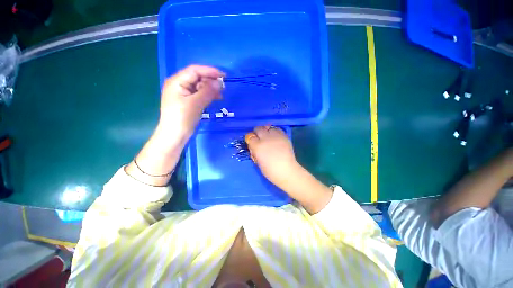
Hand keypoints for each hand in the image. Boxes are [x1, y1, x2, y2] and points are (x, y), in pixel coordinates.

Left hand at [158, 65, 224, 137]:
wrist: (174, 135)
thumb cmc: (182, 118)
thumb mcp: (196, 103)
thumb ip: (208, 91)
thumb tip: (220, 82)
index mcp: (177, 81)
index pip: (195, 70)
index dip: (210, 71)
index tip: (224, 76)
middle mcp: (179, 84)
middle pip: (197, 77)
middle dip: (211, 81)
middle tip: (223, 87)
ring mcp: (183, 93)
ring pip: (199, 86)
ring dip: (210, 88)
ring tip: (221, 94)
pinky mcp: (188, 101)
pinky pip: (199, 94)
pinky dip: (208, 95)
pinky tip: (216, 98)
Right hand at [245, 126, 298, 186]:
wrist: (286, 171)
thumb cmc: (270, 171)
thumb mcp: (257, 162)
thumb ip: (255, 151)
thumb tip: (253, 146)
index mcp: (257, 146)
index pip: (250, 137)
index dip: (251, 139)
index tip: (252, 142)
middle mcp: (265, 138)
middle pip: (258, 128)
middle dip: (257, 132)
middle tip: (259, 137)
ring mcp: (276, 136)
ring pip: (268, 127)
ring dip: (266, 131)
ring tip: (268, 136)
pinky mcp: (284, 136)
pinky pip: (277, 129)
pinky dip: (275, 132)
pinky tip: (275, 137)